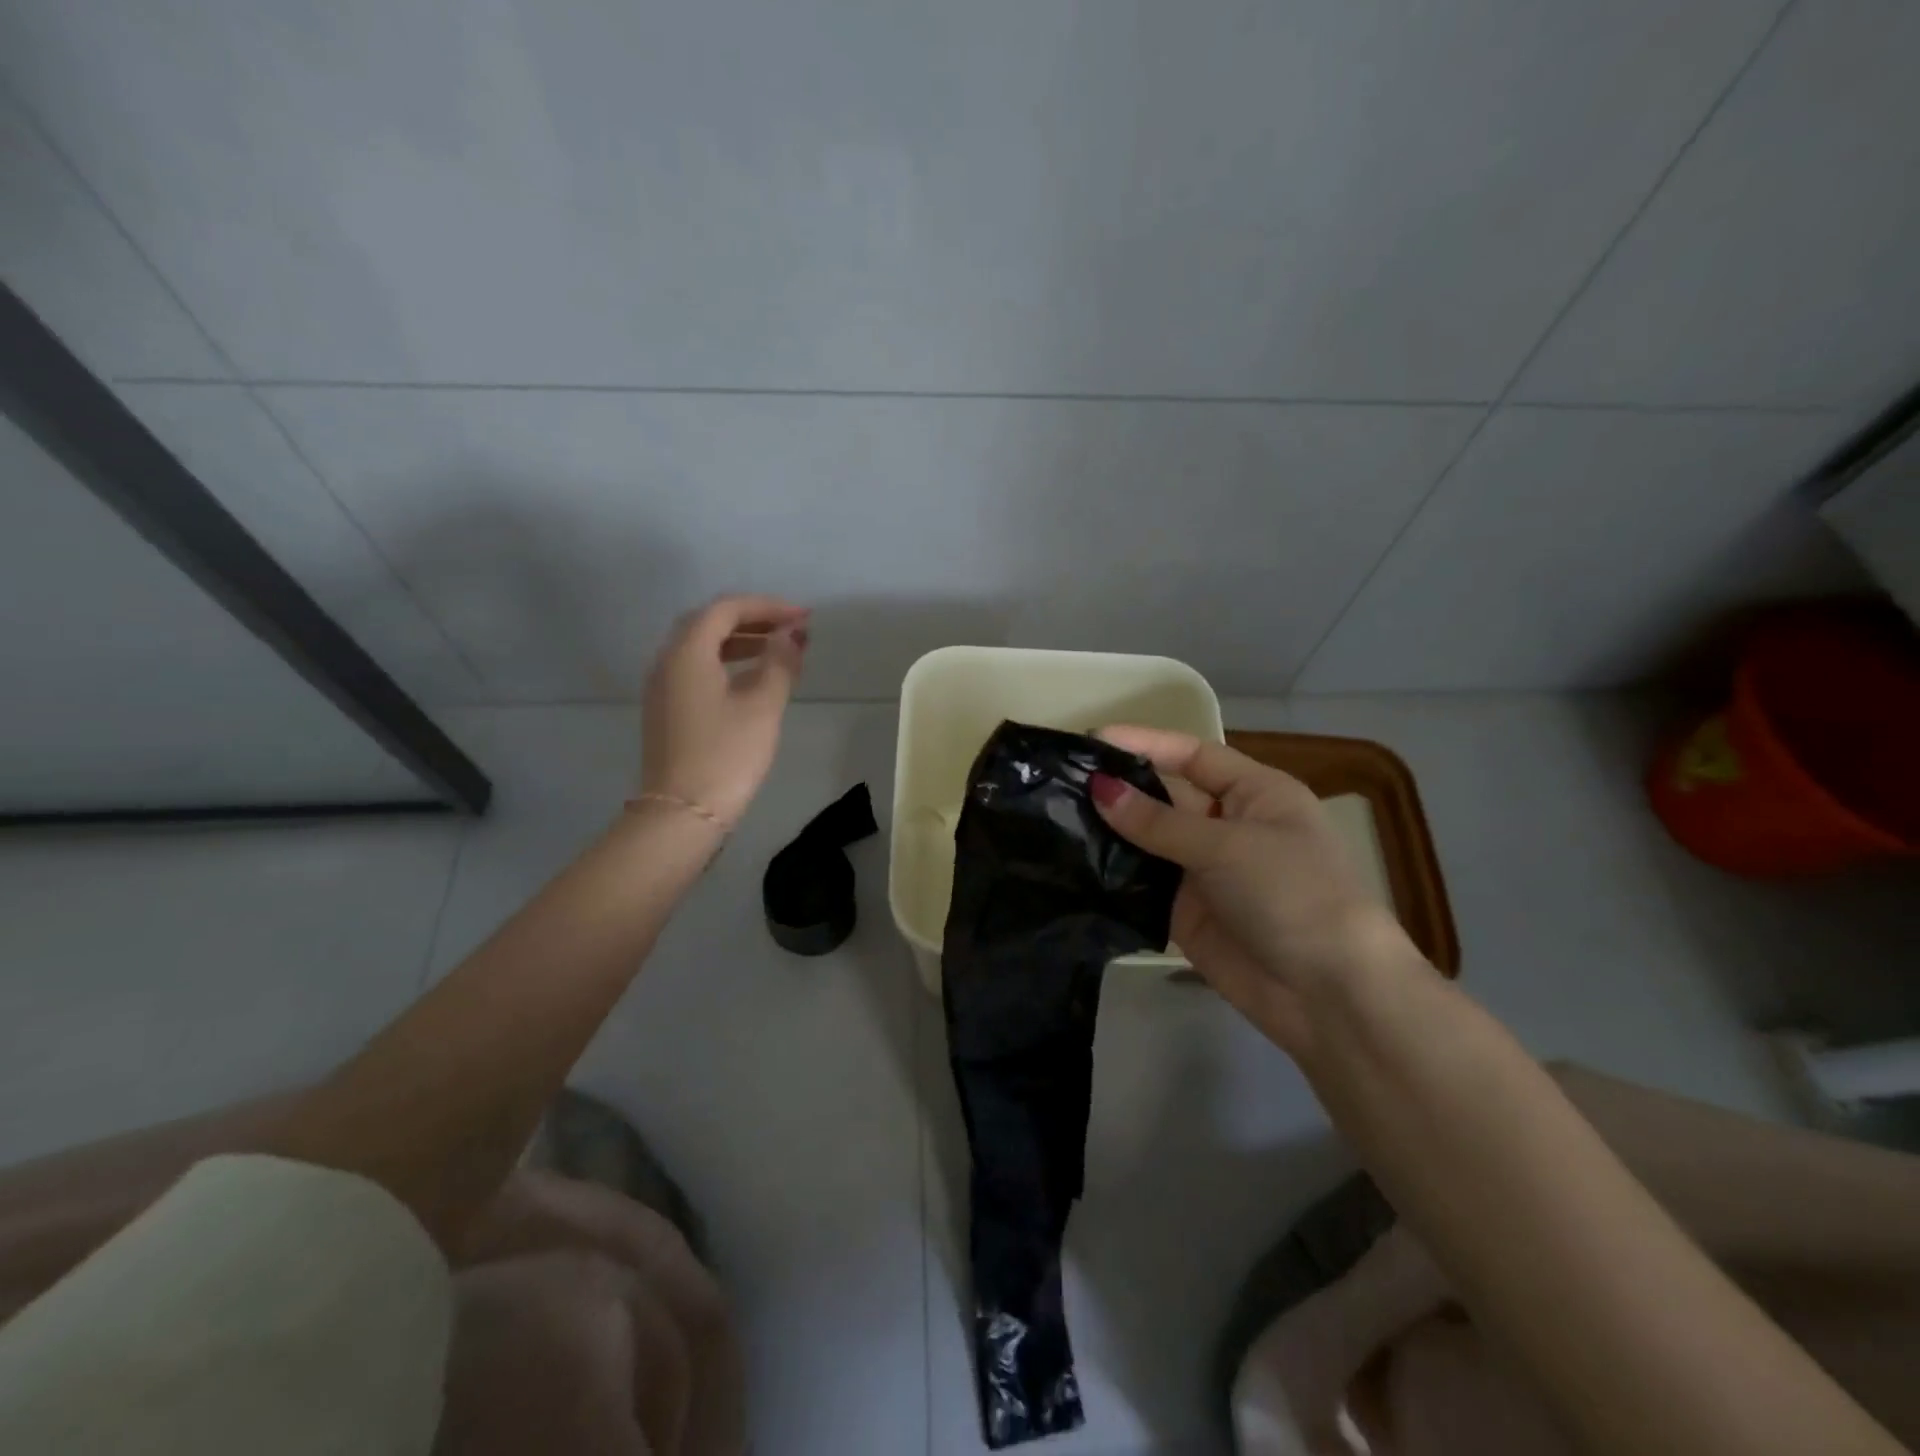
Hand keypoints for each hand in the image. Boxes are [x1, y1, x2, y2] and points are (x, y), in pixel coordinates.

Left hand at [641, 595, 808, 826]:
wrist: (682, 814)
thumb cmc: (726, 755)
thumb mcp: (762, 706)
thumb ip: (780, 663)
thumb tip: (792, 635)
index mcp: (687, 653)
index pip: (726, 609)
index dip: (767, 607)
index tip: (803, 618)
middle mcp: (667, 661)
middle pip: (709, 623)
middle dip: (753, 619)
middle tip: (791, 629)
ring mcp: (663, 687)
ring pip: (701, 647)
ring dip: (740, 641)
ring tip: (779, 650)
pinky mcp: (667, 710)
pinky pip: (696, 669)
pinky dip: (726, 662)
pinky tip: (752, 678)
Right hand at [1090, 726, 1422, 1051]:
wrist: (1329, 995)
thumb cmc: (1291, 894)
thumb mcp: (1227, 846)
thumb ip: (1158, 821)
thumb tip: (1099, 788)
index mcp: (1255, 794)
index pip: (1193, 755)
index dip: (1146, 743)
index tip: (1093, 739)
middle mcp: (1228, 826)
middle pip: (1167, 797)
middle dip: (1122, 789)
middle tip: (1063, 780)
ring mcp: (1205, 872)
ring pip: (1149, 841)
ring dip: (1111, 832)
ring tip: (1056, 816)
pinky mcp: (1185, 913)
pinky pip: (1143, 884)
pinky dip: (1114, 875)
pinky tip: (1073, 863)